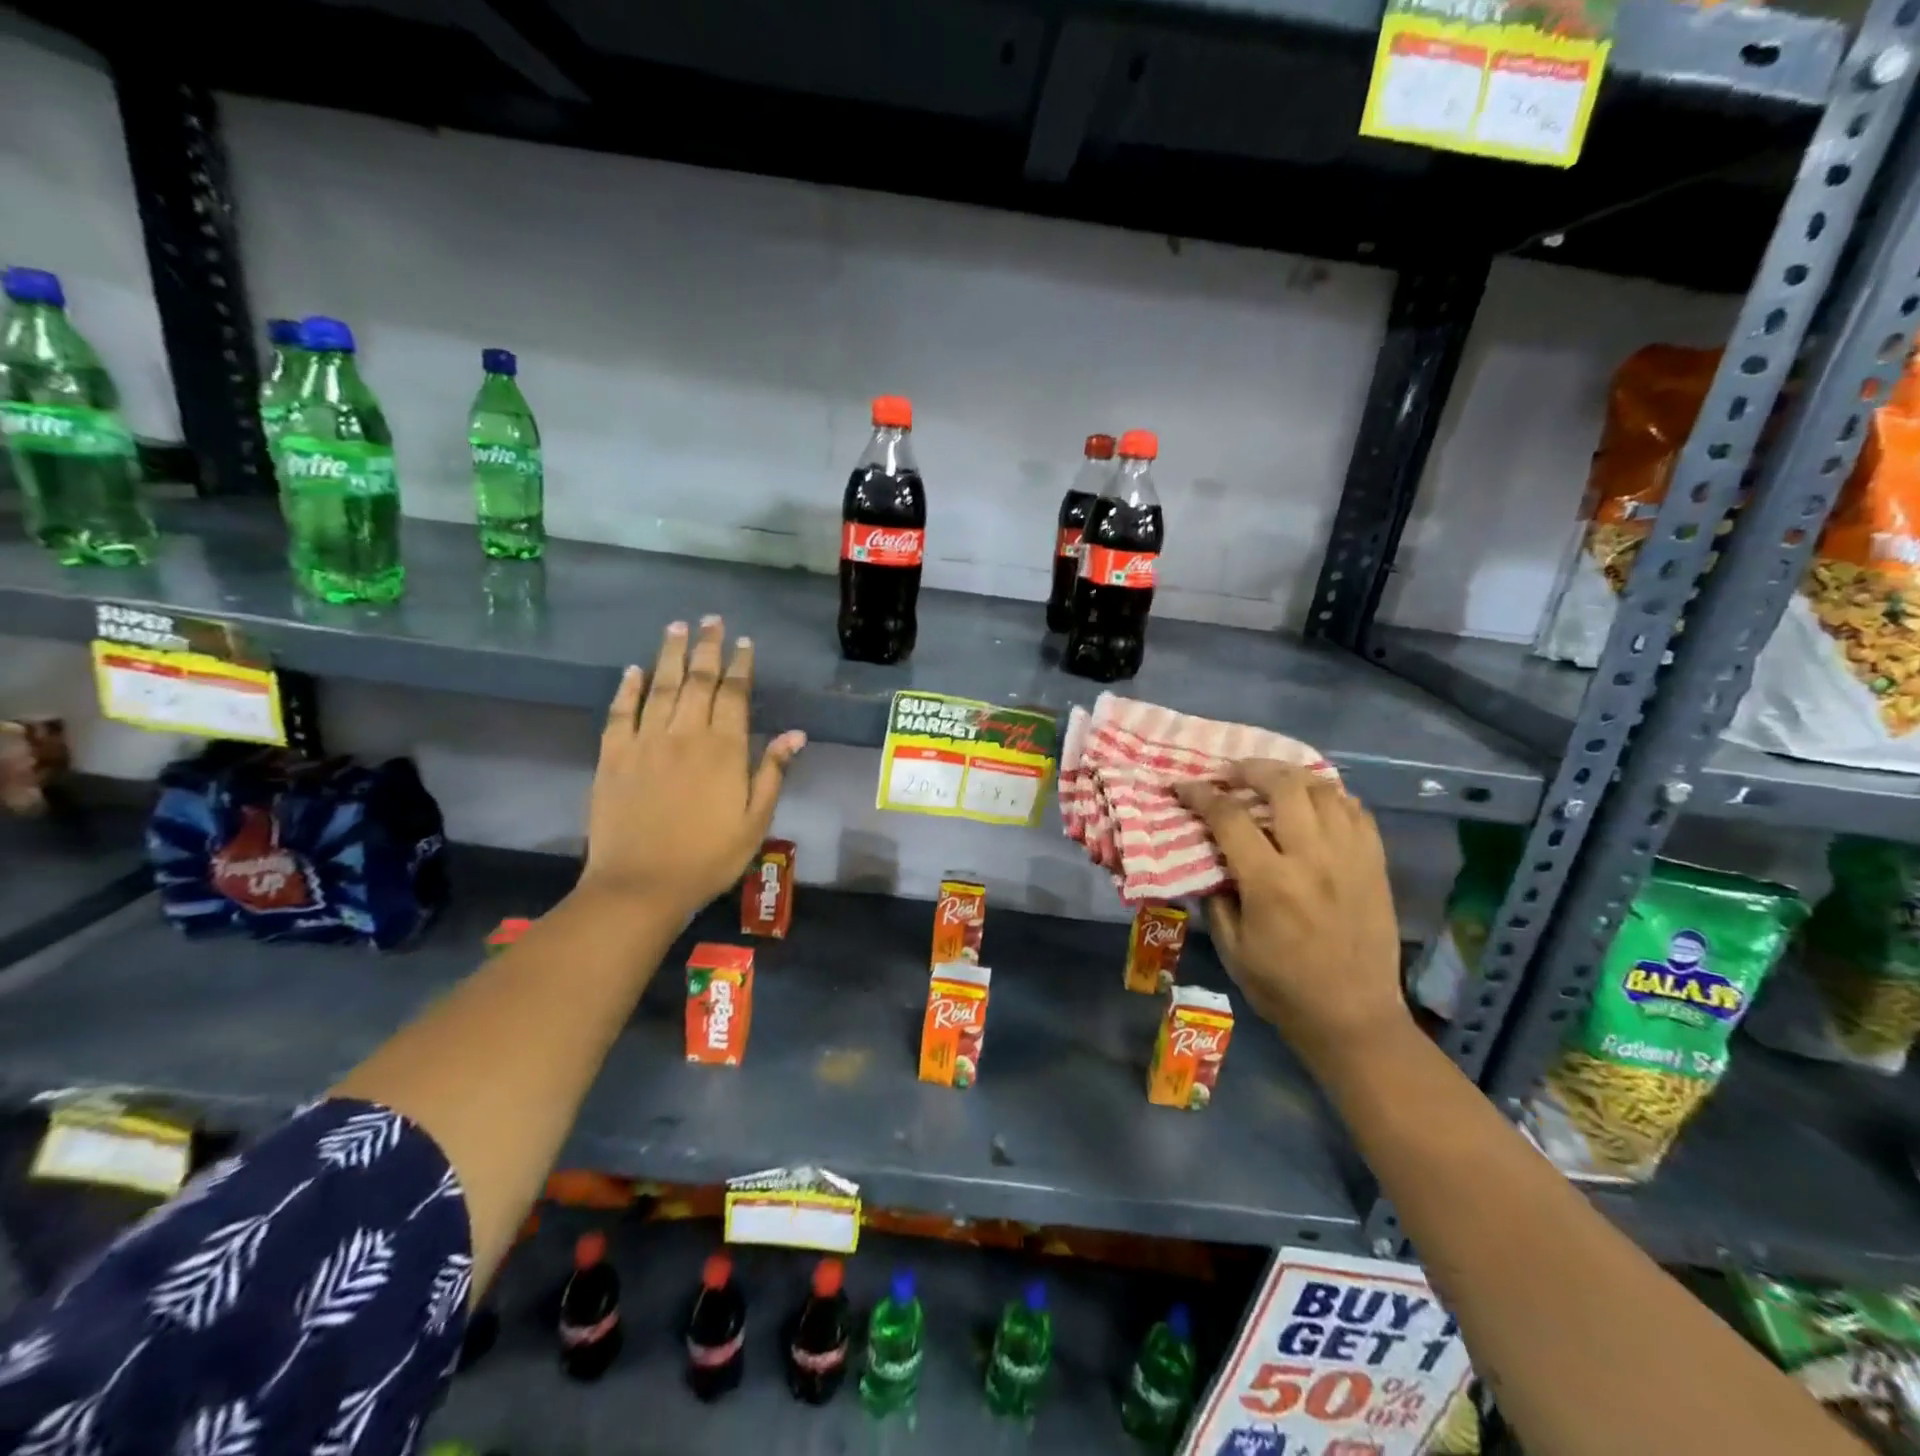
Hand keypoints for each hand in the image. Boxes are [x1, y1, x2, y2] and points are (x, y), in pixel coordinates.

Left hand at [578, 616, 804, 920]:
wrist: (641, 885)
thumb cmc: (708, 857)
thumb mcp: (755, 820)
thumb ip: (772, 772)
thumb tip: (795, 733)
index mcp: (723, 749)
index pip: (734, 695)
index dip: (740, 666)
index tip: (744, 642)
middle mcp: (684, 735)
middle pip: (697, 680)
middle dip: (706, 648)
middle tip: (711, 620)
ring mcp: (644, 742)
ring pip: (660, 687)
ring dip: (669, 655)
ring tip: (676, 627)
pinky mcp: (612, 756)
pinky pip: (619, 712)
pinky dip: (627, 688)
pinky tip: (633, 670)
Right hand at [1173, 762, 1408, 1069]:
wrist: (1354, 1018)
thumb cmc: (1282, 988)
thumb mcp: (1232, 948)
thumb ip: (1216, 897)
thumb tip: (1207, 859)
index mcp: (1271, 882)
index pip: (1229, 817)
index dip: (1200, 795)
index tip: (1182, 786)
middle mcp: (1313, 859)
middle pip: (1284, 786)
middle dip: (1251, 769)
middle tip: (1231, 772)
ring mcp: (1351, 858)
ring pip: (1324, 790)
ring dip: (1292, 777)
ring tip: (1271, 781)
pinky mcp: (1376, 865)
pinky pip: (1356, 812)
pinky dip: (1331, 797)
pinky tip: (1314, 803)